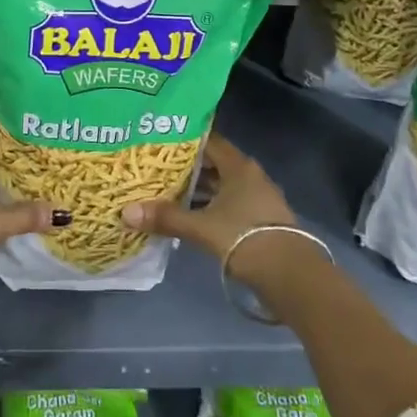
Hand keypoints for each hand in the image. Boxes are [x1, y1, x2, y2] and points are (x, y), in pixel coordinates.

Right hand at [120, 134, 297, 263]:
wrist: (291, 276)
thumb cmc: (246, 238)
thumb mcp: (202, 228)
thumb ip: (166, 218)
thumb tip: (126, 212)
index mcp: (239, 166)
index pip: (208, 141)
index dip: (184, 139)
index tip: (158, 139)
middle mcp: (249, 176)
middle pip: (213, 164)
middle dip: (185, 166)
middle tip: (155, 166)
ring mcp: (256, 199)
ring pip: (220, 186)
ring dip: (197, 189)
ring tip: (164, 190)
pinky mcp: (258, 220)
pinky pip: (227, 204)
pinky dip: (208, 206)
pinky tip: (187, 216)